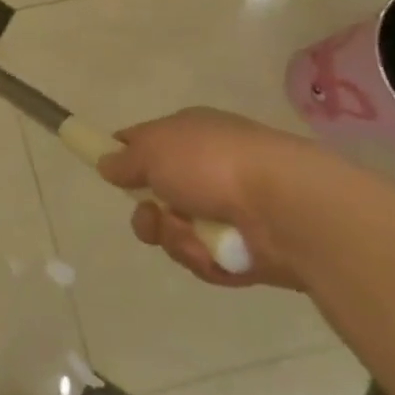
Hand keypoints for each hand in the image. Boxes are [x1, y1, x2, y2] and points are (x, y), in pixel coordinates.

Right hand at [96, 107, 316, 289]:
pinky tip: (215, 252)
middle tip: (151, 217)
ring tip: (190, 235)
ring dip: (174, 237)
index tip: (109, 173)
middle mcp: (209, 170)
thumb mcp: (152, 149)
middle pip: (157, 197)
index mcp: (191, 135)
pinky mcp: (244, 250)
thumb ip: (124, 159)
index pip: (147, 143)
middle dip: (146, 214)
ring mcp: (228, 211)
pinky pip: (203, 258)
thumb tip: (108, 164)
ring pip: (176, 232)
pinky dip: (203, 257)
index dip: (125, 157)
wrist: (286, 208)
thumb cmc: (212, 163)